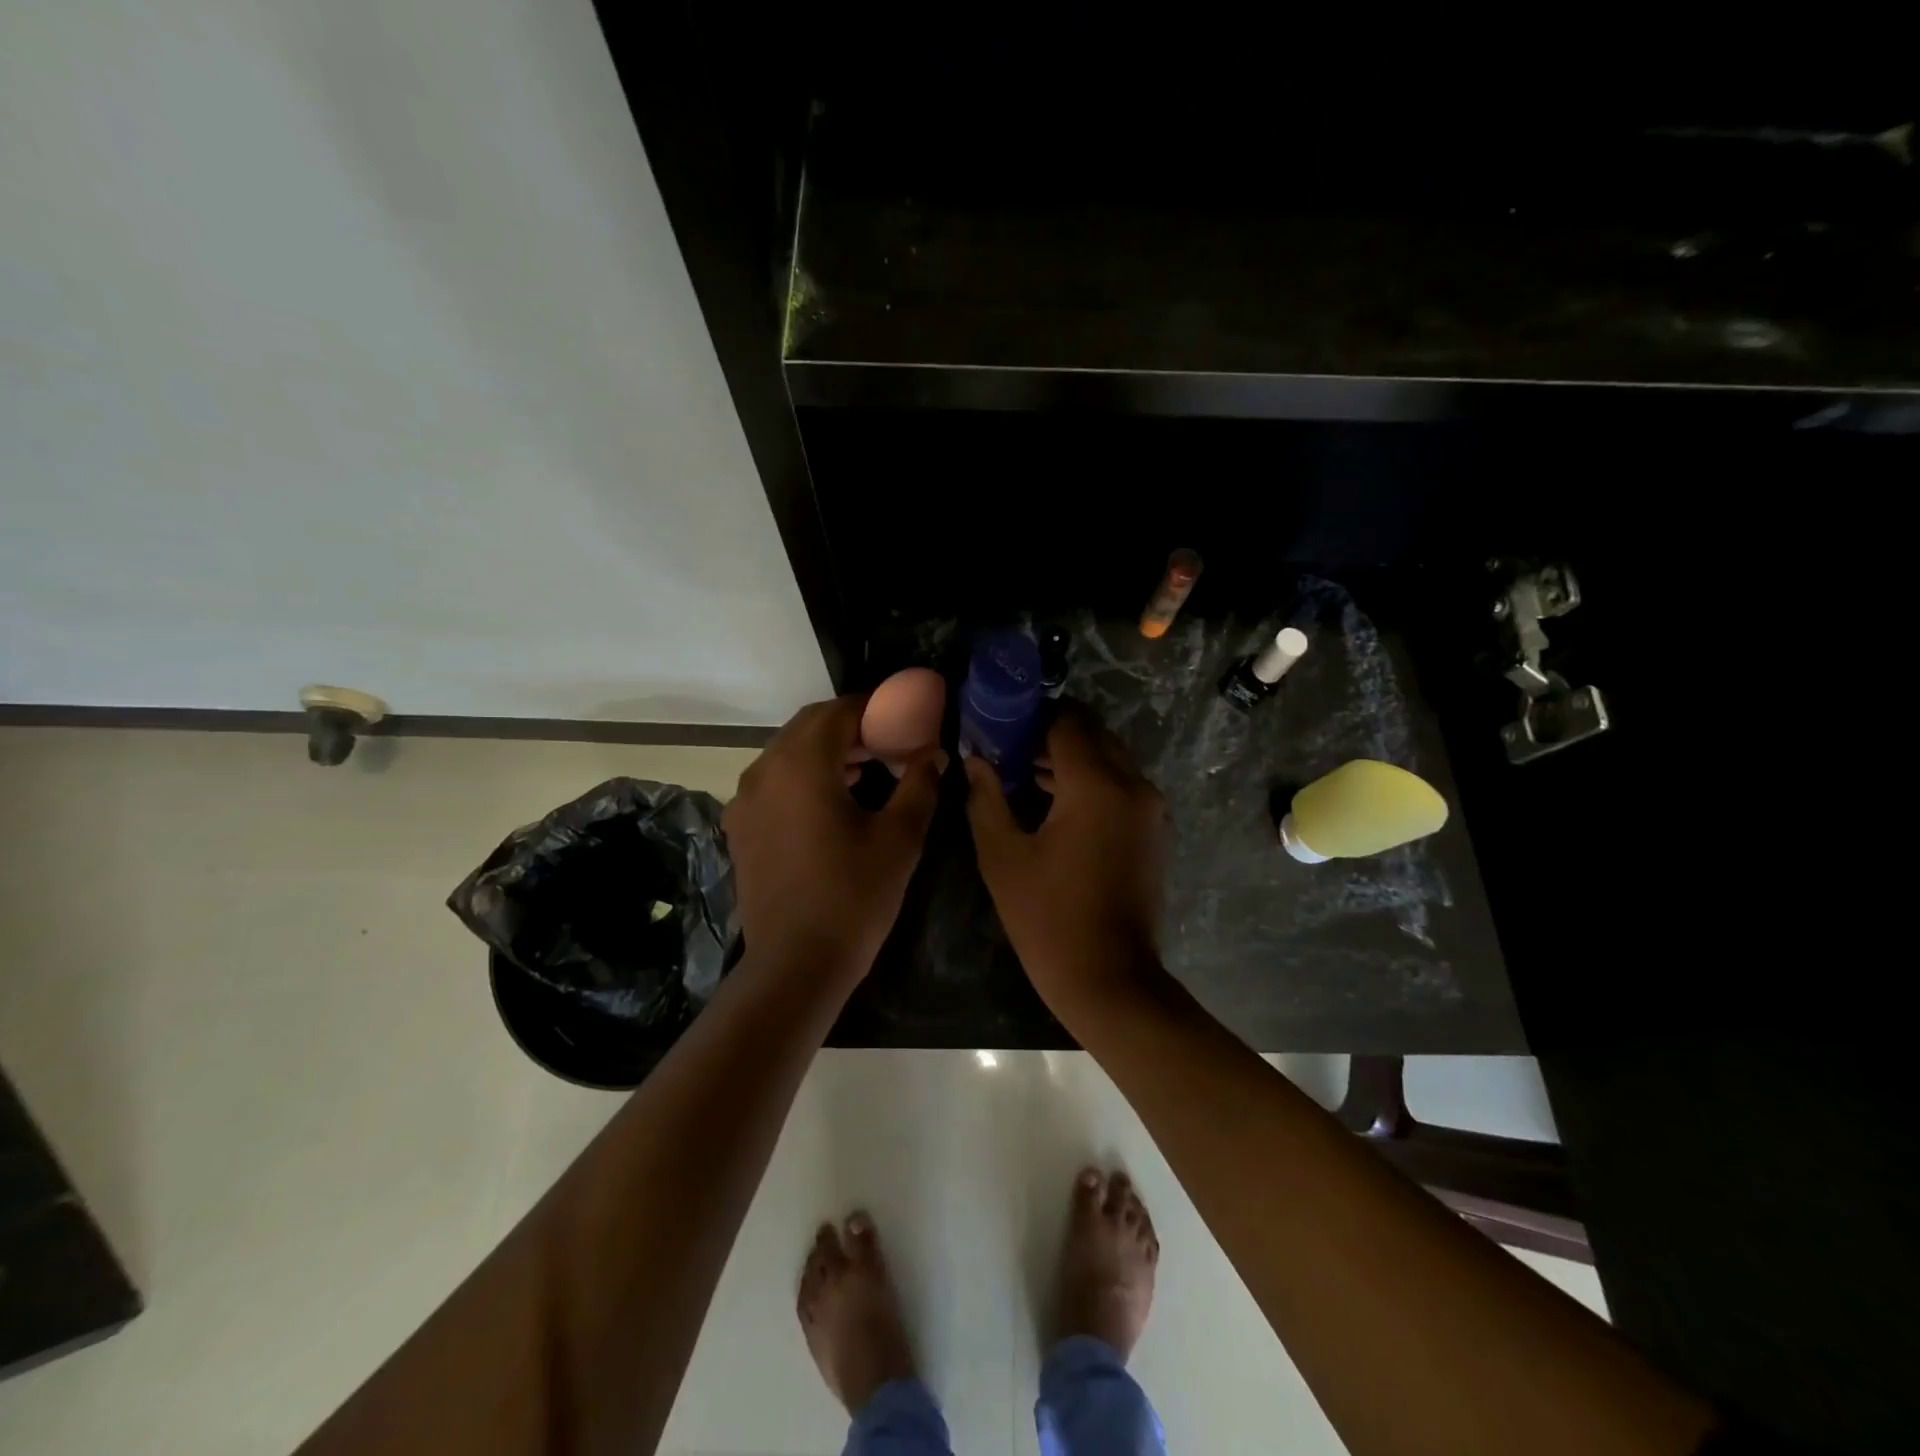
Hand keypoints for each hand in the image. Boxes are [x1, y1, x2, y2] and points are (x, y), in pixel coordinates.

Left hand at [724, 696, 944, 981]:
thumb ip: (920, 785)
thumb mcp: (900, 839)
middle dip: (849, 725)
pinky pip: (773, 780)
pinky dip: (803, 774)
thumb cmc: (854, 896)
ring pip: (787, 751)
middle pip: (808, 726)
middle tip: (888, 739)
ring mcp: (745, 799)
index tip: (903, 714)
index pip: (839, 712)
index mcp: (803, 764)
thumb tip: (936, 754)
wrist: (795, 965)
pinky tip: (832, 799)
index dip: (874, 707)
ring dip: (826, 749)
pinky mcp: (740, 826)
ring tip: (867, 767)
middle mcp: (765, 770)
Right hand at [963, 707, 1167, 1009]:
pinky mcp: (1153, 828)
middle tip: (1008, 747)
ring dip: (1070, 757)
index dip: (1029, 717)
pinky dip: (1090, 780)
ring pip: (1108, 758)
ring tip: (1023, 771)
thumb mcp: (1003, 857)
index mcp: (1096, 785)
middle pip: (1091, 734)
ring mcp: (1150, 807)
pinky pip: (1120, 785)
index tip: (997, 725)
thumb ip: (986, 798)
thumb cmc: (1048, 919)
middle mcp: (1132, 785)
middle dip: (1050, 733)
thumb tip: (975, 760)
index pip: (1065, 722)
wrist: (1110, 980)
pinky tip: (1053, 799)